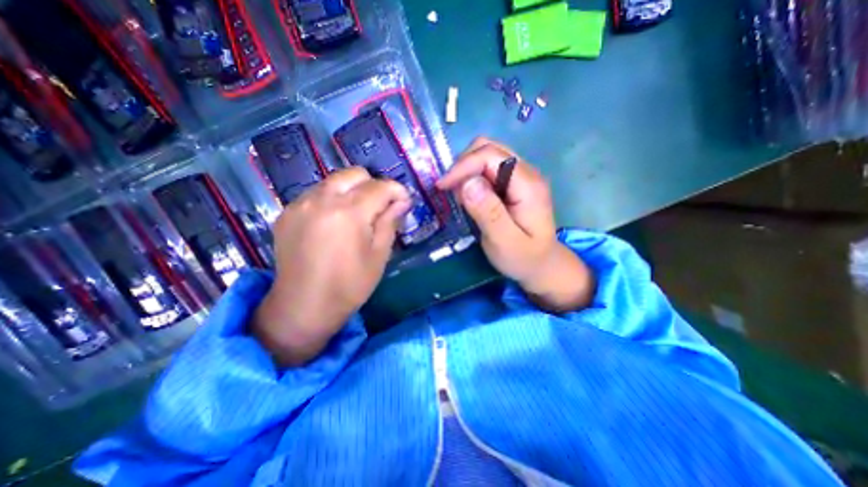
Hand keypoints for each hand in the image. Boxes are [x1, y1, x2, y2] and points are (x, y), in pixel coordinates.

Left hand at [252, 166, 411, 364]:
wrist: (303, 307)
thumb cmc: (349, 285)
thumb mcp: (379, 255)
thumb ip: (390, 222)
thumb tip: (401, 202)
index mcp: (349, 213)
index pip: (380, 187)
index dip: (397, 191)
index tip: (404, 202)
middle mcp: (322, 200)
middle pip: (355, 173)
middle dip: (374, 186)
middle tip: (380, 208)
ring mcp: (301, 204)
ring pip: (334, 180)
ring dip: (352, 191)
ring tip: (357, 215)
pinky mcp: (288, 212)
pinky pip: (316, 193)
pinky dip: (332, 199)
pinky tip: (335, 222)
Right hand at [437, 137, 592, 310]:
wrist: (541, 265)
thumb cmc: (523, 258)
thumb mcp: (505, 242)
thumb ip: (489, 213)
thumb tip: (468, 183)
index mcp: (528, 184)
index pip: (491, 155)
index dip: (463, 166)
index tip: (442, 187)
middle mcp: (526, 172)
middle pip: (489, 147)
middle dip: (463, 165)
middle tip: (450, 190)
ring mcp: (520, 176)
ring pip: (486, 155)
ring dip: (466, 170)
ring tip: (459, 197)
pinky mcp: (512, 183)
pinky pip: (487, 168)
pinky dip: (471, 177)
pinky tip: (469, 198)